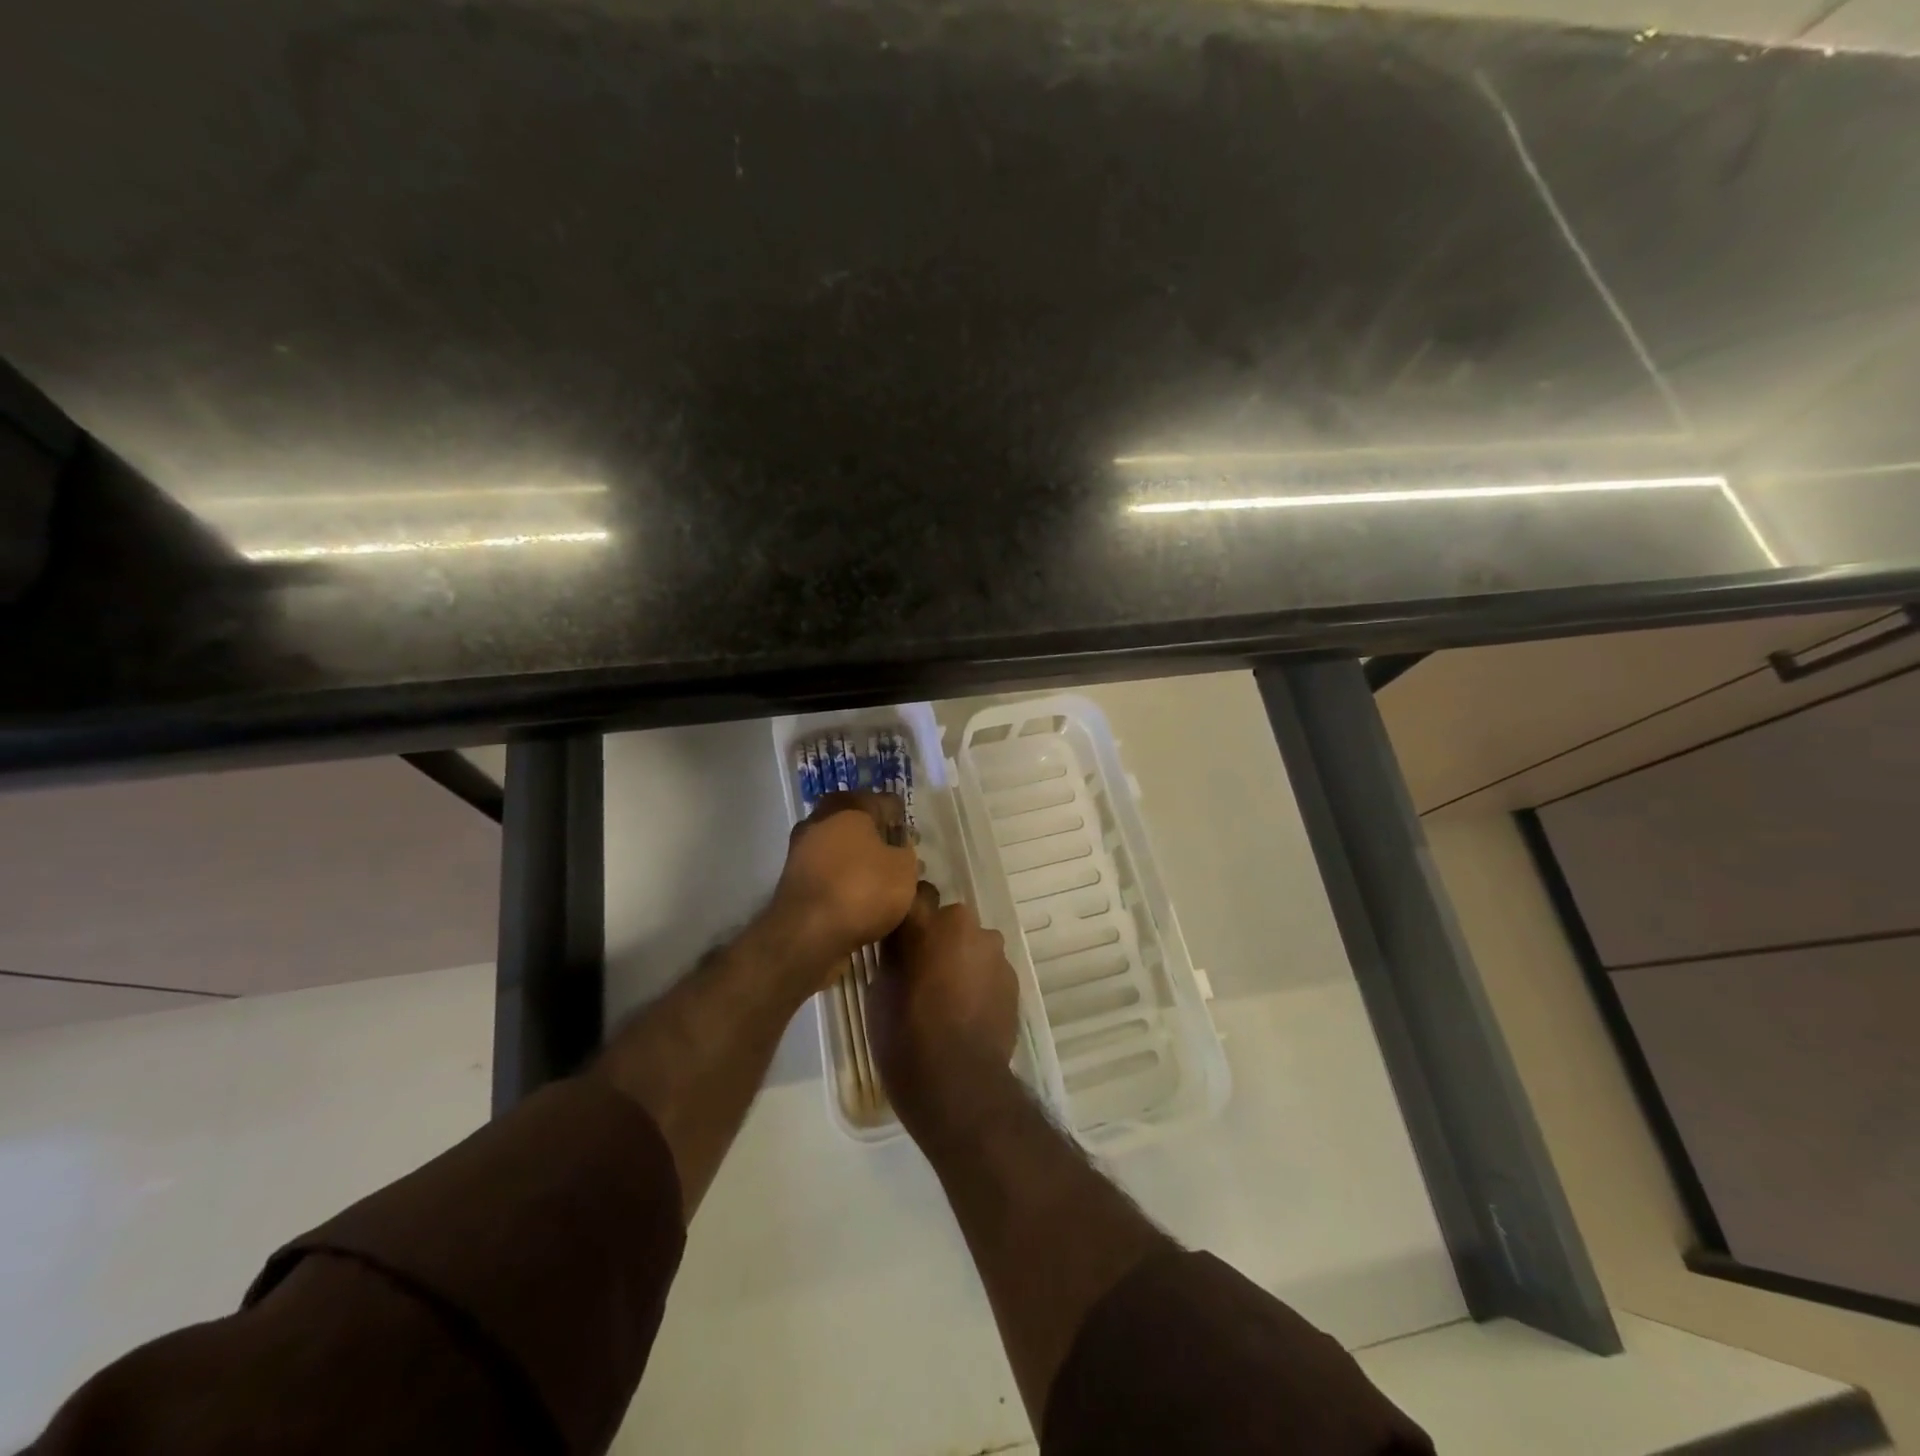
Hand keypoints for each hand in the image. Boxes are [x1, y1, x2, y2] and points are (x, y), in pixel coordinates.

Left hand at [768, 791, 919, 983]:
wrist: (807, 934)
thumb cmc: (862, 889)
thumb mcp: (904, 869)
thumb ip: (906, 853)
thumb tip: (898, 851)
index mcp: (848, 806)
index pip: (884, 802)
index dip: (902, 819)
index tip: (913, 838)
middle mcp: (820, 820)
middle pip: (857, 823)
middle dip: (878, 838)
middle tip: (899, 858)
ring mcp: (802, 850)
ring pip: (841, 848)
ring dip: (859, 860)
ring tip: (882, 882)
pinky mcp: (794, 881)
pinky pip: (828, 873)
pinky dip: (844, 881)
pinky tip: (860, 899)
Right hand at [871, 882, 1021, 1117]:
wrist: (958, 1082)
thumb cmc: (905, 1036)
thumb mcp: (879, 992)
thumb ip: (893, 955)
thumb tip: (899, 946)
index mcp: (925, 922)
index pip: (917, 894)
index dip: (910, 911)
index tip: (902, 930)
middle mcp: (963, 924)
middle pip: (949, 921)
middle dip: (939, 937)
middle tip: (924, 970)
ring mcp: (993, 950)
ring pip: (973, 945)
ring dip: (963, 959)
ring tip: (949, 996)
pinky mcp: (1013, 977)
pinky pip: (990, 969)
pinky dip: (980, 981)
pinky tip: (969, 1011)